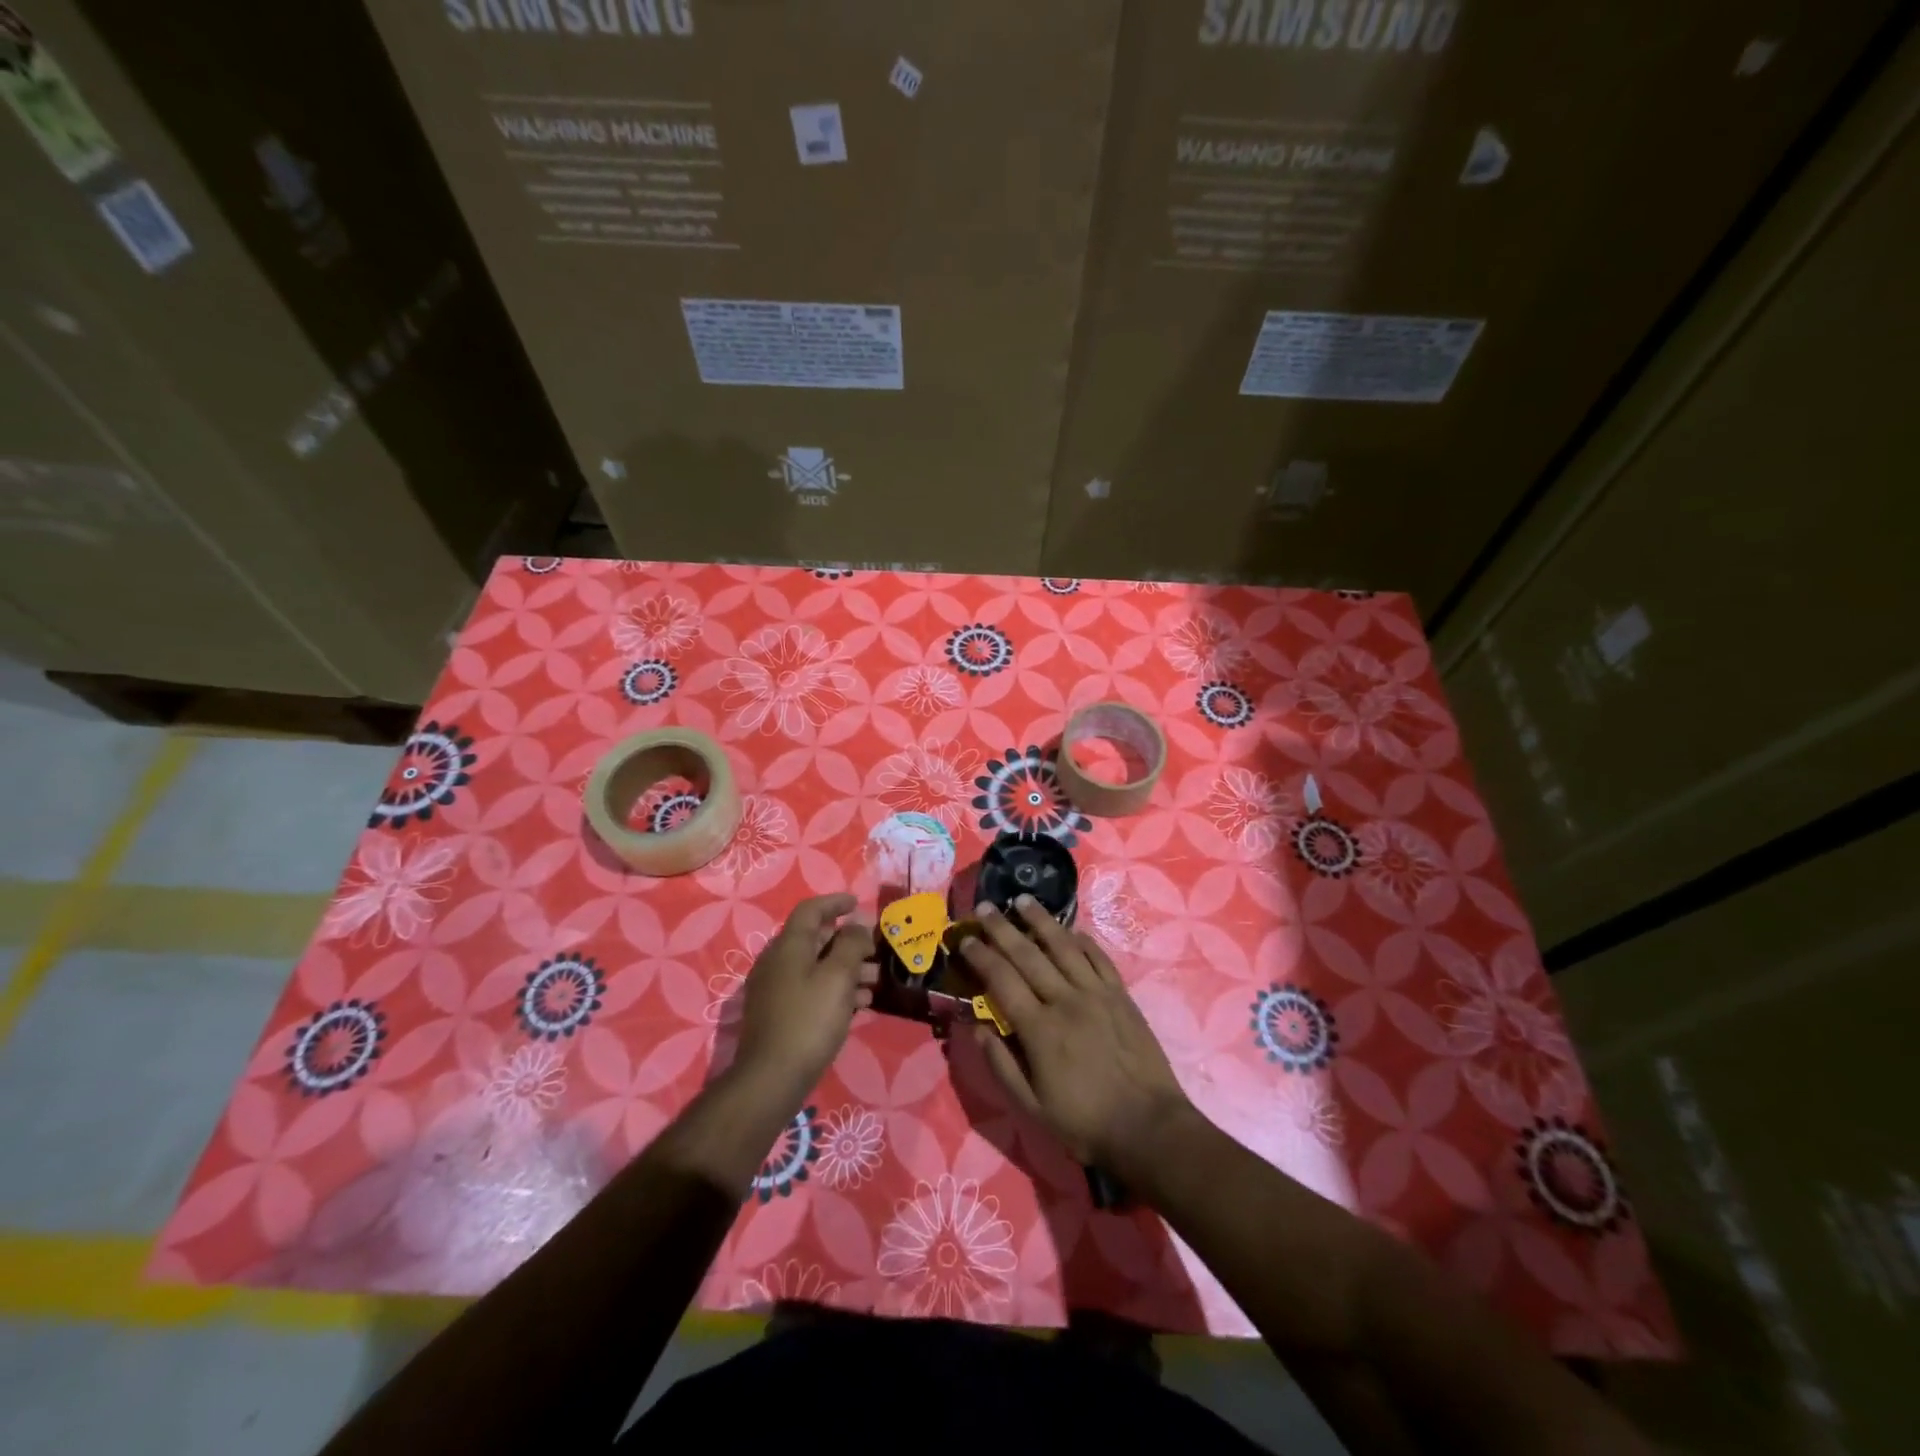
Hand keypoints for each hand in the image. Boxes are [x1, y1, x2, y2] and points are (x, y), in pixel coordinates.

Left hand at [731, 893, 877, 1099]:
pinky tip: (858, 1005)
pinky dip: (834, 989)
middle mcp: (777, 961)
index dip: (836, 902)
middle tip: (875, 950)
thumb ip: (851, 944)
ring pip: (815, 966)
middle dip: (848, 941)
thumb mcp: (838, 977)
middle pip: (815, 939)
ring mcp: (775, 989)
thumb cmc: (809, 1020)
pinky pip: (810, 989)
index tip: (858, 904)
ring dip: (846, 968)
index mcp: (789, 945)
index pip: (811, 910)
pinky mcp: (778, 1013)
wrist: (771, 1078)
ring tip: (875, 982)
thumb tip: (857, 924)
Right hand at [959, 896, 1191, 1172]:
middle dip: (1002, 929)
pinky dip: (1082, 940)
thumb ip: (1001, 1065)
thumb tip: (977, 1027)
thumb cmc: (1085, 1122)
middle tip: (985, 907)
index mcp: (1039, 1029)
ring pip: (1064, 947)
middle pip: (1028, 955)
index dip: (981, 957)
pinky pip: (1098, 958)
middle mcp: (1065, 1001)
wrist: (1148, 1127)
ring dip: (1041, 921)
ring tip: (1023, 901)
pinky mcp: (1121, 995)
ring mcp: (1097, 994)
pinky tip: (1070, 930)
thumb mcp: (1032, 1107)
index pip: (1002, 980)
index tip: (966, 940)